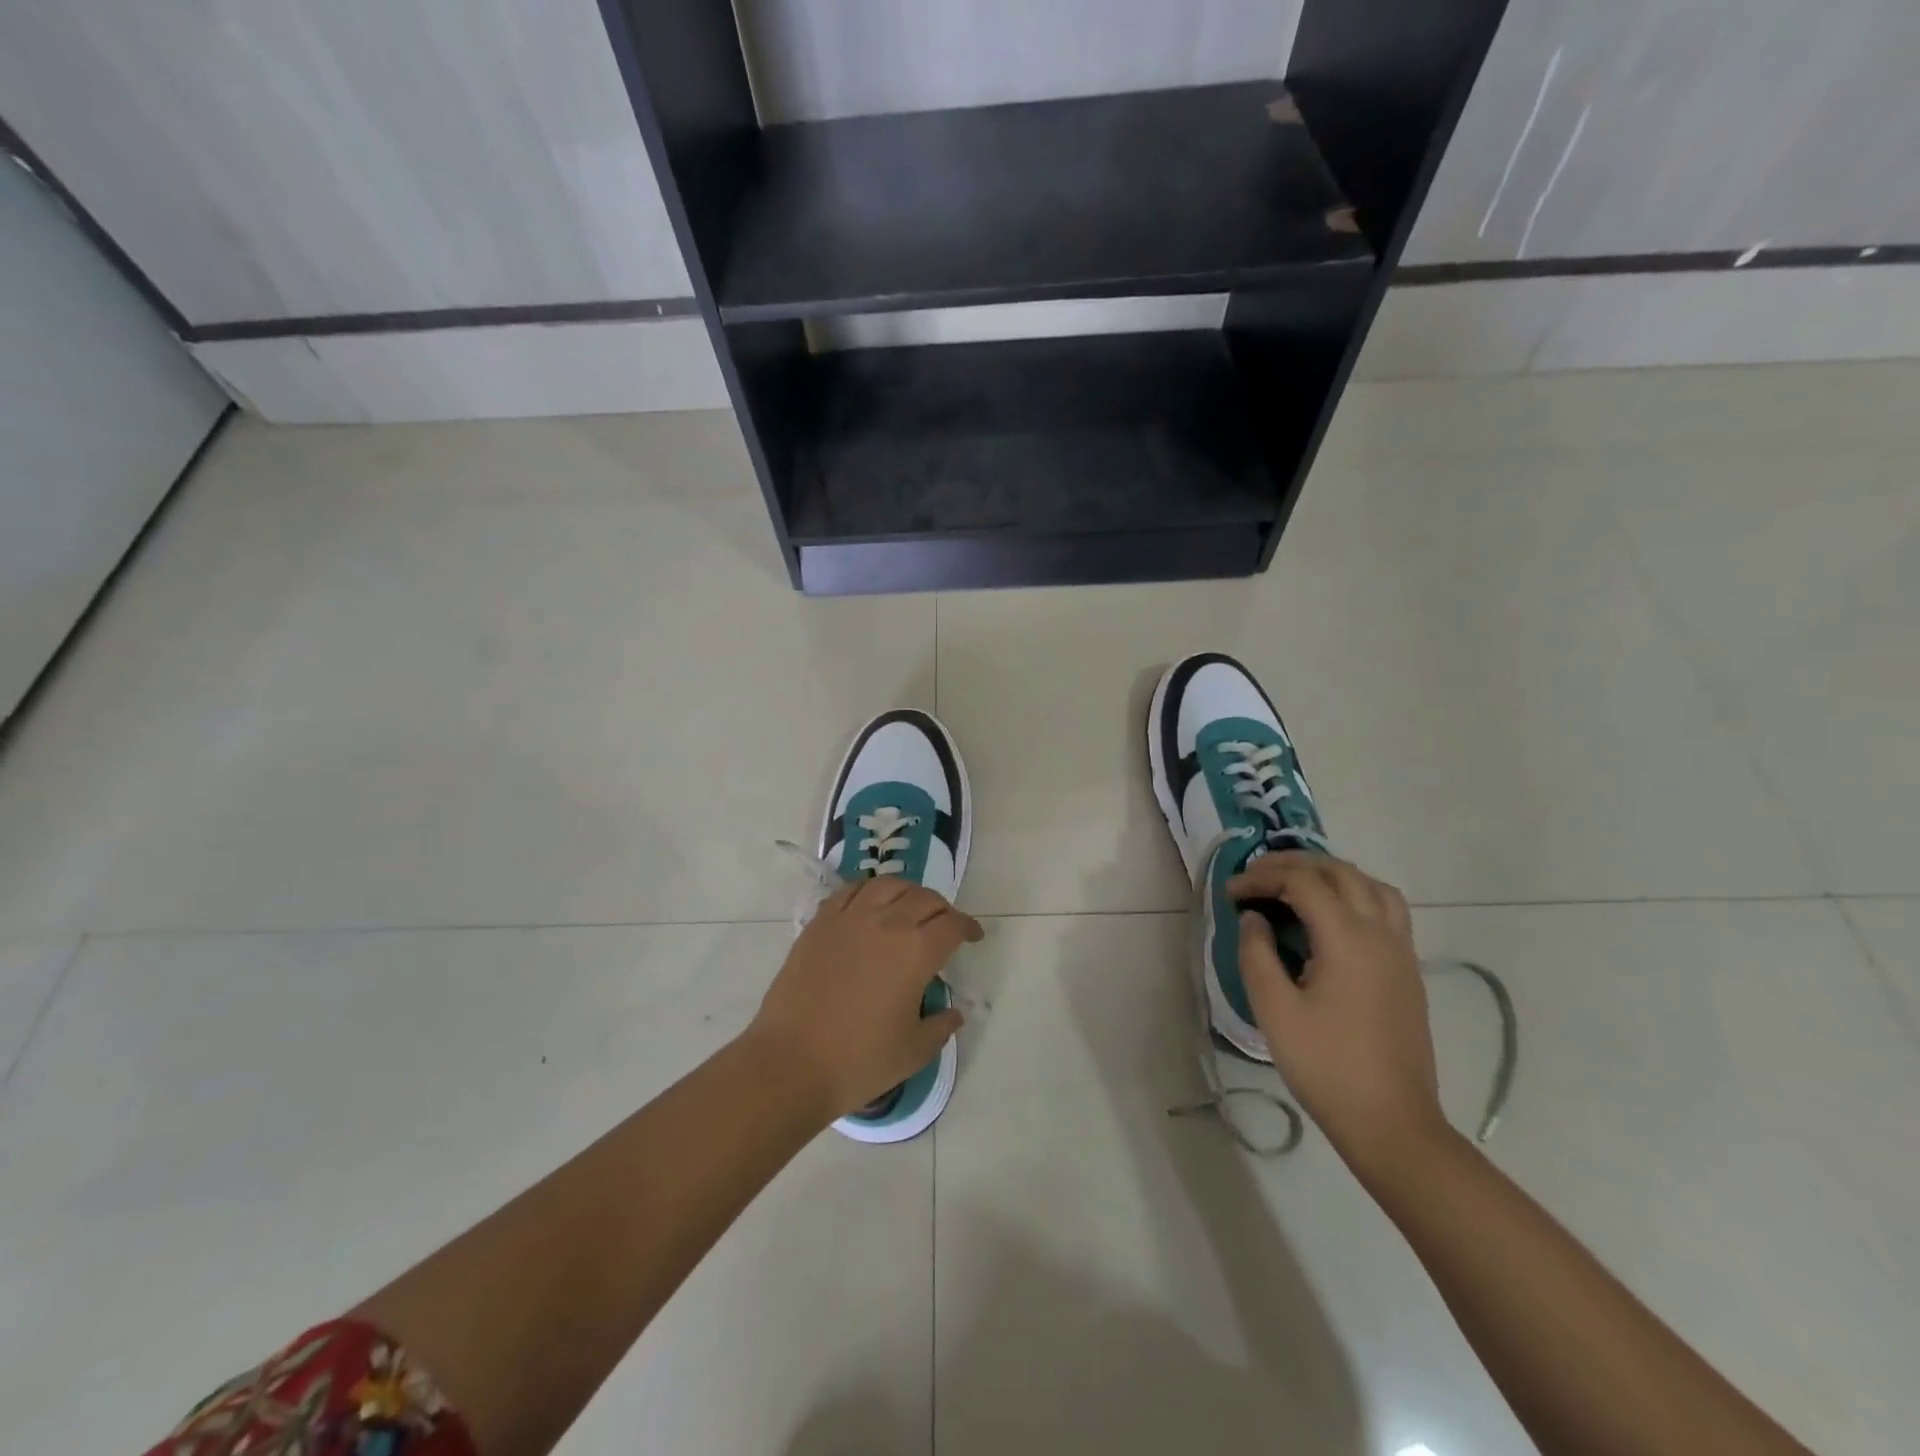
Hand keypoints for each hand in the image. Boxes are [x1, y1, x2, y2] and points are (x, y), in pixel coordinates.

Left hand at [747, 878, 982, 1121]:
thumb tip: (954, 1012)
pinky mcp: (821, 922)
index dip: (968, 927)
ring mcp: (850, 918)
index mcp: (917, 951)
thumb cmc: (859, 1060)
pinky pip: (851, 890)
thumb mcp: (914, 1051)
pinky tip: (871, 904)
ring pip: (888, 884)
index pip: (952, 924)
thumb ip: (941, 1026)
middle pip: (924, 898)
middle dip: (942, 909)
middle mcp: (887, 923)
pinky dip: (869, 890)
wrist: (791, 1062)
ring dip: (908, 891)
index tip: (973, 937)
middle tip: (944, 925)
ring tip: (909, 906)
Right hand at [1228, 854, 1445, 1168]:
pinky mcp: (1408, 969)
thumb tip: (1255, 919)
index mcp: (1348, 939)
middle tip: (1257, 876)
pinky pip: (1386, 907)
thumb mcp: (1274, 1009)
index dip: (1262, 878)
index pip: (1302, 882)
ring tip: (1296, 885)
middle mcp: (1381, 933)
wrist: (1392, 1123)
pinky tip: (1332, 915)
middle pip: (1340, 872)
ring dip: (1330, 874)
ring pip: (1370, 884)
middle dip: (1294, 864)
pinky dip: (1355, 893)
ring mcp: (1401, 950)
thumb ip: (1257, 954)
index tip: (1231, 893)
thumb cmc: (1326, 1065)